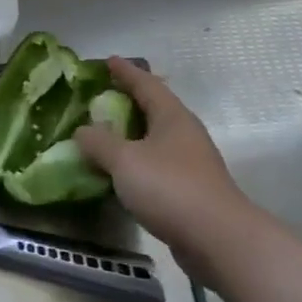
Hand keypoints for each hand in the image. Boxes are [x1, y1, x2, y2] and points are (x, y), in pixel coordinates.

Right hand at [73, 58, 265, 276]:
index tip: (108, 61)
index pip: (146, 84)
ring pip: (155, 139)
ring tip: (105, 133)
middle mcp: (184, 134)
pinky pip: (156, 165)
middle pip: (154, 108)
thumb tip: (82, 130)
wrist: (219, 240)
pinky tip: (120, 172)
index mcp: (172, 117)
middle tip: (102, 95)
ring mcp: (190, 163)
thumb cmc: (170, 188)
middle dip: (129, 101)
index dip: (125, 72)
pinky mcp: (189, 191)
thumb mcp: (124, 160)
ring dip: (131, 134)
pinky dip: (136, 162)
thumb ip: (99, 142)